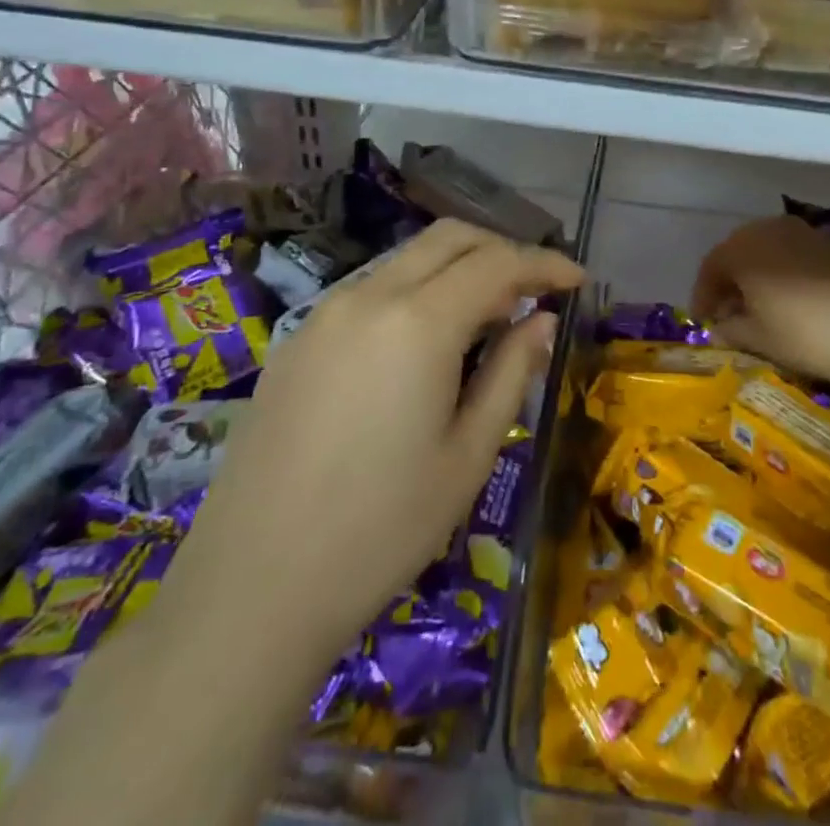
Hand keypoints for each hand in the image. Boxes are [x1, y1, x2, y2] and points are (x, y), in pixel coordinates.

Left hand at [164, 220, 584, 659]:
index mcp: (419, 322)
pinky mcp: (297, 340)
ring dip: (457, 268)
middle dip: (501, 249)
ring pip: (407, 259)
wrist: (251, 589)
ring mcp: (325, 314)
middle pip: (450, 238)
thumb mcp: (468, 455)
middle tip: (534, 289)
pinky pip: (371, 290)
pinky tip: (423, 343)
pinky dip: (414, 292)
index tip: (577, 280)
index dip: (545, 264)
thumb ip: (510, 373)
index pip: (498, 263)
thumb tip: (540, 321)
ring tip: (486, 317)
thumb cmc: (381, 530)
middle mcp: (369, 297)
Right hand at [691, 215, 829, 389]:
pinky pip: (793, 255)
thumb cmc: (800, 332)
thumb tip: (719, 328)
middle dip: (730, 282)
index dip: (704, 295)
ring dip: (757, 276)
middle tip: (728, 313)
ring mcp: (803, 233)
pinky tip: (790, 302)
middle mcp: (769, 229)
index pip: (711, 267)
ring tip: (759, 309)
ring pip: (767, 251)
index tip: (703, 320)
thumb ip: (731, 329)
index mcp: (742, 246)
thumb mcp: (757, 337)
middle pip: (739, 252)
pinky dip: (783, 274)